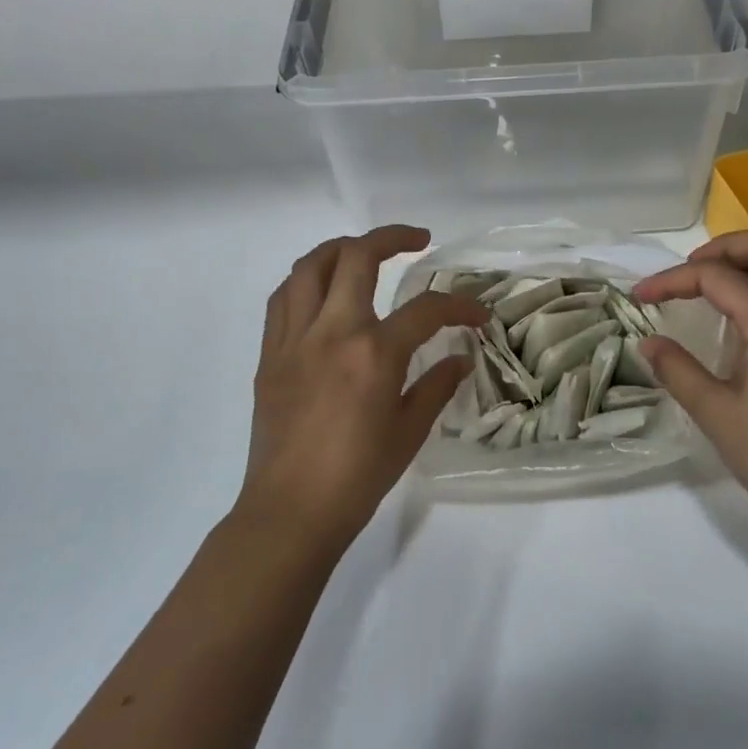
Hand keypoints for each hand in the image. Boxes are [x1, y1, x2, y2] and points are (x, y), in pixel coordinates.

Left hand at [238, 226, 485, 553]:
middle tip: (417, 240)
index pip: (426, 310)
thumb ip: (437, 386)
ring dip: (342, 248)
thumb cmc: (358, 476)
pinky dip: (306, 280)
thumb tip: (459, 360)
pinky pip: (283, 299)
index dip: (460, 306)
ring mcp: (295, 339)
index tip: (477, 315)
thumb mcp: (409, 431)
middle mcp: (332, 331)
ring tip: (364, 252)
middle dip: (392, 237)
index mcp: (374, 353)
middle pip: (358, 257)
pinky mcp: (270, 354)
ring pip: (310, 266)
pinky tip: (322, 289)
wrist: (291, 511)